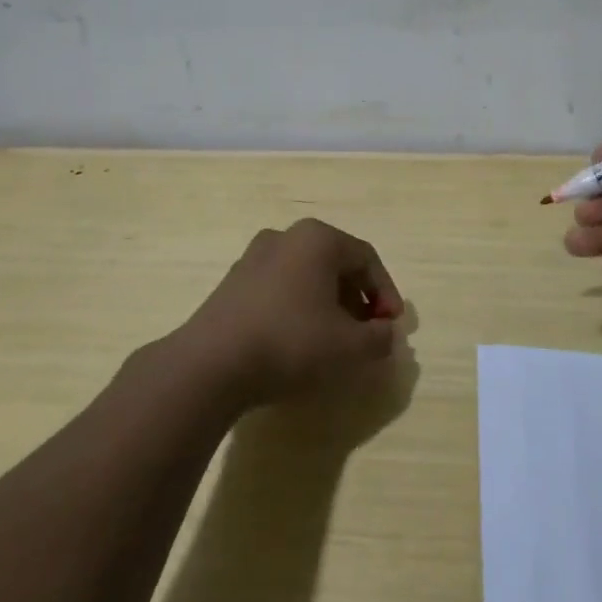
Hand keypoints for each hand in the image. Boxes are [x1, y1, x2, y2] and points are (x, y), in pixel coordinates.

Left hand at [179, 218, 403, 409]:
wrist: (210, 364)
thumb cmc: (291, 343)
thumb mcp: (350, 347)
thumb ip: (379, 339)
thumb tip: (386, 335)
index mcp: (318, 239)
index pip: (367, 259)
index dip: (386, 293)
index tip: (391, 326)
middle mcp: (286, 237)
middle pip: (336, 264)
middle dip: (357, 299)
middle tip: (366, 333)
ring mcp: (254, 257)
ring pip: (306, 276)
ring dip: (328, 304)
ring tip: (333, 340)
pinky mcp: (232, 283)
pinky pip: (279, 288)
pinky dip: (298, 308)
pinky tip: (298, 341)